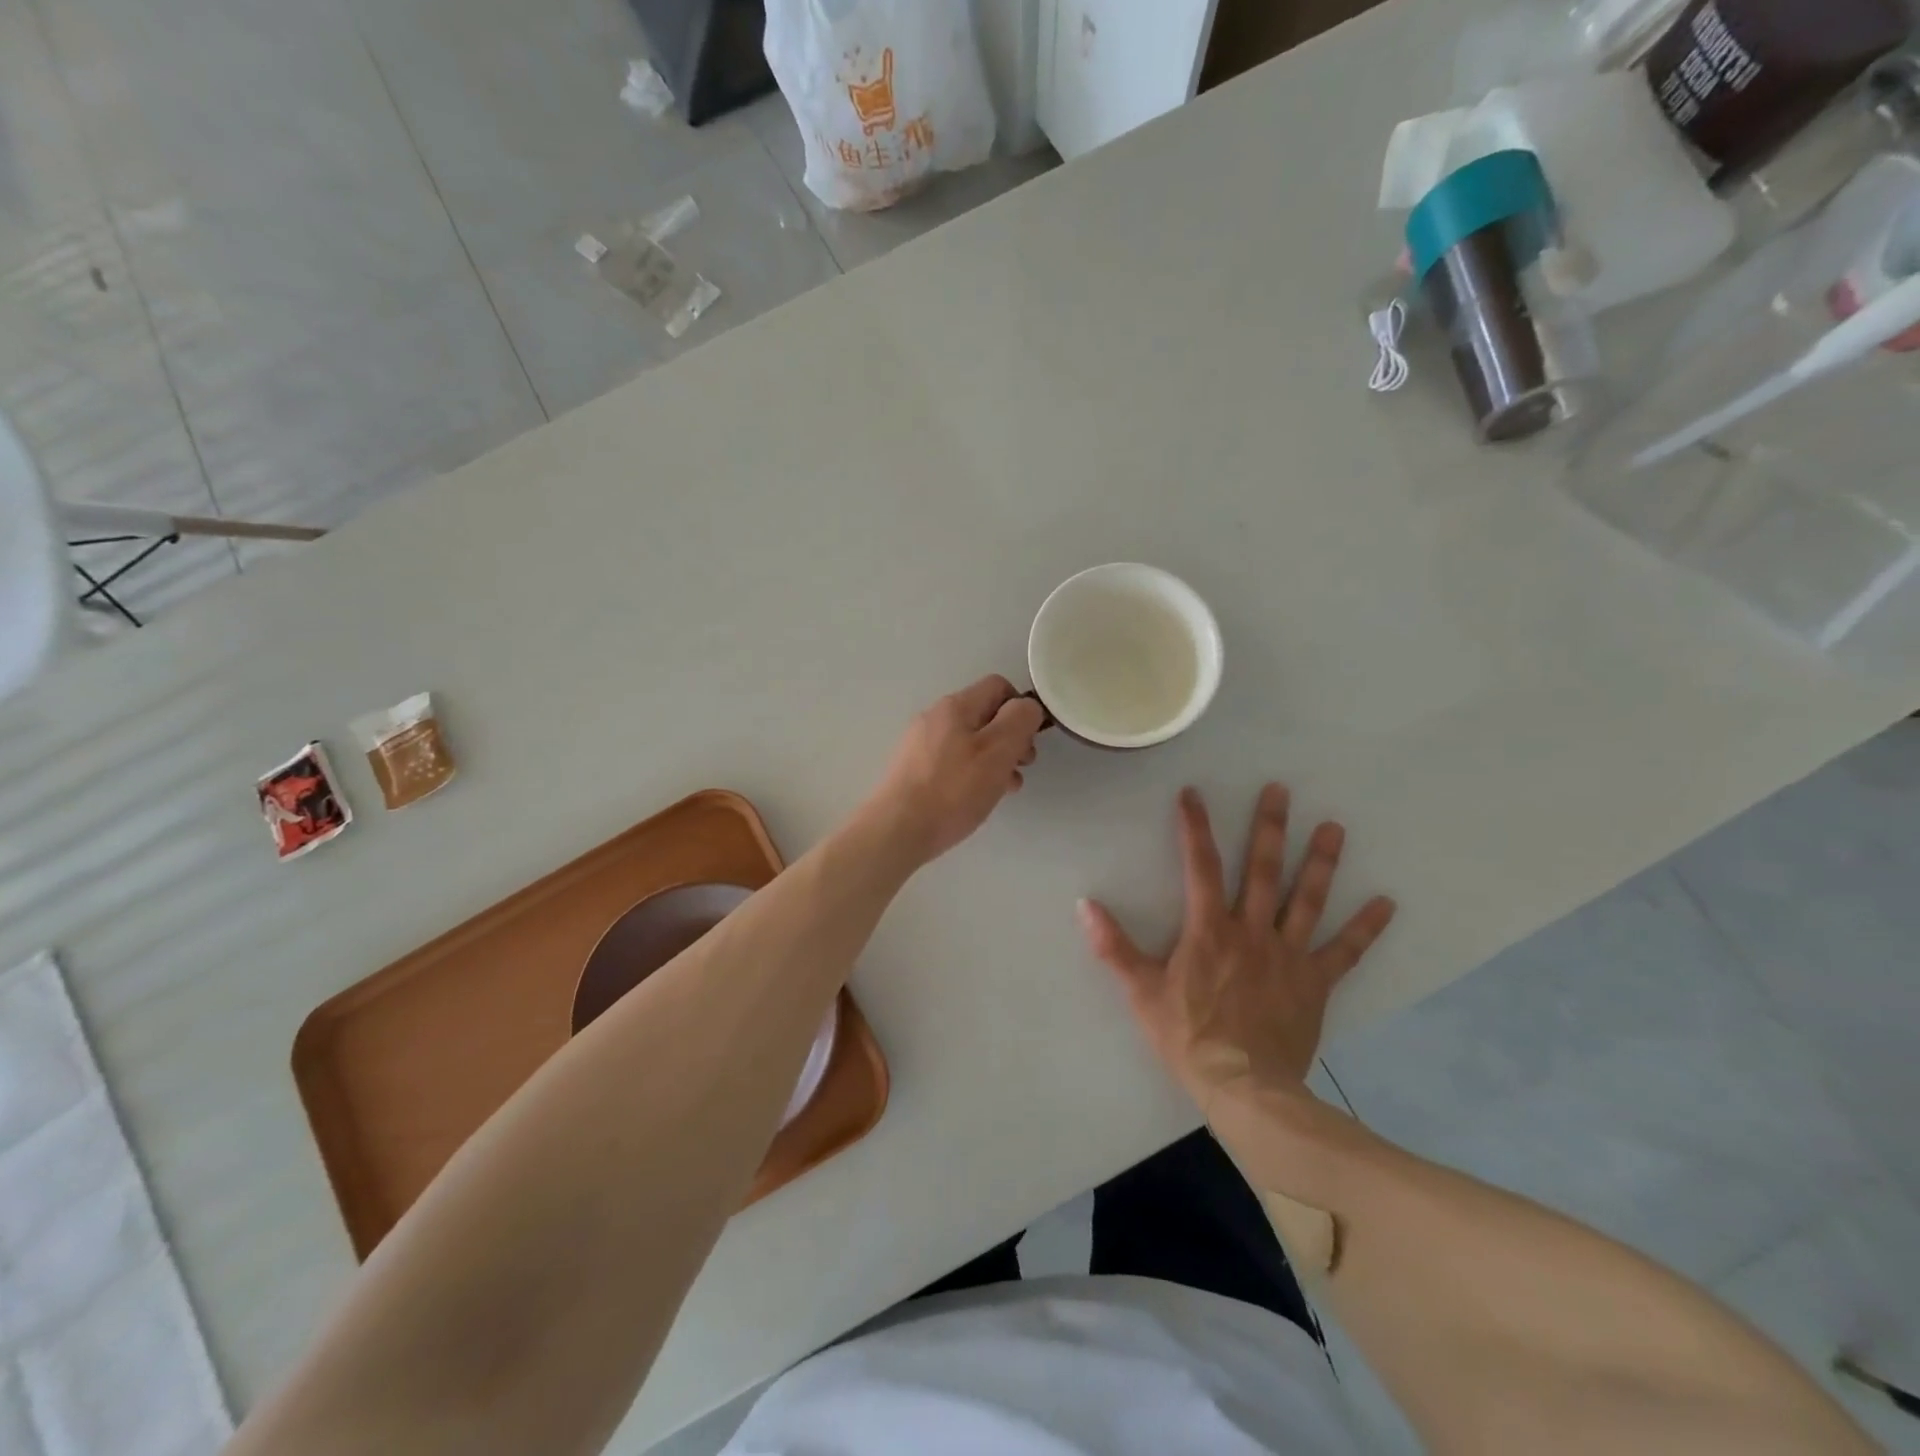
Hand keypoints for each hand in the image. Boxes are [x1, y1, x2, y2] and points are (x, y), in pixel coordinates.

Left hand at [866, 676, 1045, 866]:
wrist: (897, 830)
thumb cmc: (953, 789)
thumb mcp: (997, 751)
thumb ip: (1019, 721)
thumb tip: (1027, 707)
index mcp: (955, 706)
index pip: (998, 686)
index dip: (1021, 709)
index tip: (1030, 741)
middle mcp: (935, 718)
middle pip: (985, 716)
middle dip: (1010, 739)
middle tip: (1021, 768)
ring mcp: (920, 744)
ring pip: (971, 742)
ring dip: (994, 761)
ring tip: (1004, 789)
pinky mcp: (913, 770)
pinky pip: (953, 762)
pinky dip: (972, 775)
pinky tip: (976, 799)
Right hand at [1078, 784, 1395, 1105]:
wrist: (1244, 1088)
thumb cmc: (1188, 1037)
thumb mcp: (1141, 992)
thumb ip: (1114, 947)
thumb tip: (1085, 905)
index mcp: (1209, 930)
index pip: (1201, 866)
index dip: (1195, 827)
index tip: (1194, 794)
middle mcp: (1252, 931)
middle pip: (1264, 870)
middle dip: (1270, 827)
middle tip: (1280, 790)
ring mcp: (1289, 955)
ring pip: (1307, 900)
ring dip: (1320, 862)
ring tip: (1333, 827)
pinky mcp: (1315, 982)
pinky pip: (1345, 951)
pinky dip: (1366, 927)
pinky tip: (1387, 903)